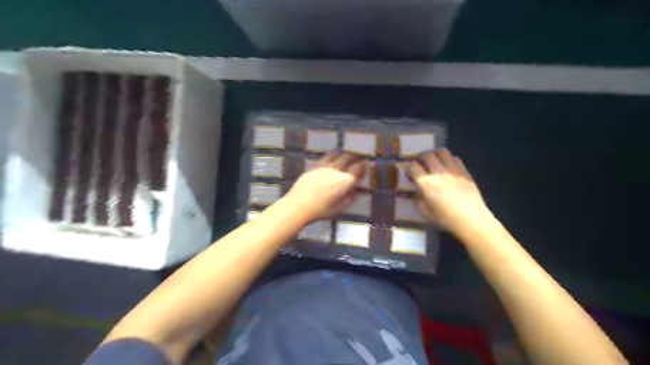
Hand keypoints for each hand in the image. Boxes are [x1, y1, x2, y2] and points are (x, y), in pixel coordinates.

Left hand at [285, 152, 364, 221]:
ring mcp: (324, 166)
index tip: (367, 163)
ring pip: (336, 154)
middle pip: (348, 158)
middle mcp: (336, 170)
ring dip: (343, 153)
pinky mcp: (314, 166)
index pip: (358, 168)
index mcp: (345, 181)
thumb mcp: (339, 208)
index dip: (364, 165)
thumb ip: (349, 198)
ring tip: (345, 154)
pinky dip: (331, 155)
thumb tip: (355, 191)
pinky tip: (331, 158)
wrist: (299, 205)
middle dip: (355, 156)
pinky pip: (325, 157)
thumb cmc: (321, 210)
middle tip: (358, 157)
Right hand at [408, 150, 495, 235]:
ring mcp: (453, 171)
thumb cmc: (446, 219)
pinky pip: (455, 159)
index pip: (414, 167)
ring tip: (434, 161)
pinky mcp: (465, 172)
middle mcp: (438, 173)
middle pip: (427, 155)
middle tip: (420, 162)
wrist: (472, 220)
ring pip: (442, 152)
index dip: (410, 168)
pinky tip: (448, 167)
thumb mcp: (426, 213)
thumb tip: (416, 193)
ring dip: (435, 154)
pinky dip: (449, 160)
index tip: (410, 173)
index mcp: (427, 183)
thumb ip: (418, 200)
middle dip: (421, 157)